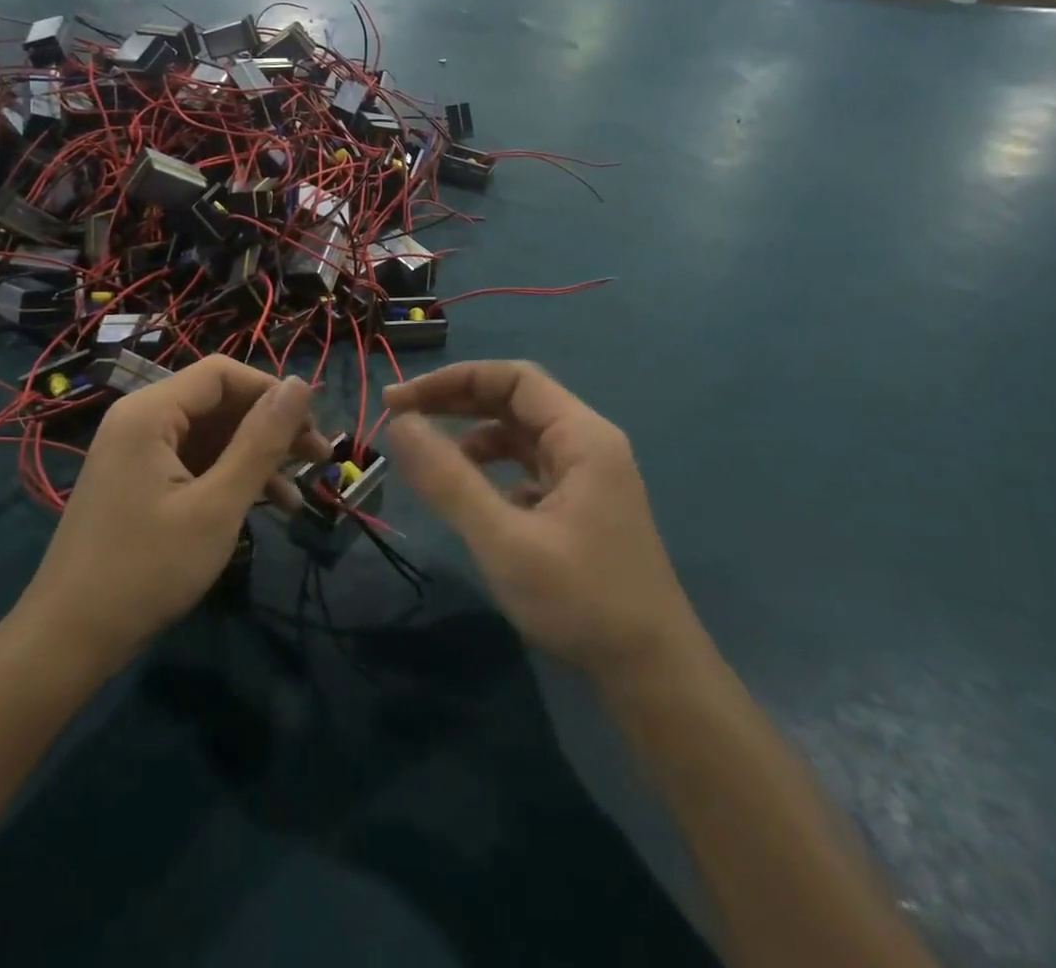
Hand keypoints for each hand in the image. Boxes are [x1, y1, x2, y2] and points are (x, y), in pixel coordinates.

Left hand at [21, 357, 321, 671]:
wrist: (69, 642)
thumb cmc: (147, 569)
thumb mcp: (217, 506)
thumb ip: (261, 442)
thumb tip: (301, 384)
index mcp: (150, 412)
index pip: (222, 373)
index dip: (272, 391)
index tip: (313, 426)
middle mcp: (141, 420)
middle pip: (218, 403)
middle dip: (271, 427)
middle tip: (319, 459)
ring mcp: (138, 453)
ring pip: (211, 436)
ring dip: (257, 457)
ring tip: (302, 490)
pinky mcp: (141, 483)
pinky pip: (195, 463)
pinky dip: (231, 479)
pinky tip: (269, 508)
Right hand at [384, 362, 706, 683]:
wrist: (655, 678)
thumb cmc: (582, 602)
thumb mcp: (504, 540)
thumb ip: (449, 479)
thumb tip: (400, 424)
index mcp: (582, 436)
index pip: (512, 378)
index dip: (453, 380)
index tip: (401, 400)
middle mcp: (588, 445)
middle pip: (515, 401)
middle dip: (457, 403)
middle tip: (401, 416)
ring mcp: (588, 477)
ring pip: (520, 436)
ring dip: (473, 436)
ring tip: (430, 458)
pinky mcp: (581, 507)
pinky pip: (529, 469)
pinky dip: (493, 470)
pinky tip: (473, 499)